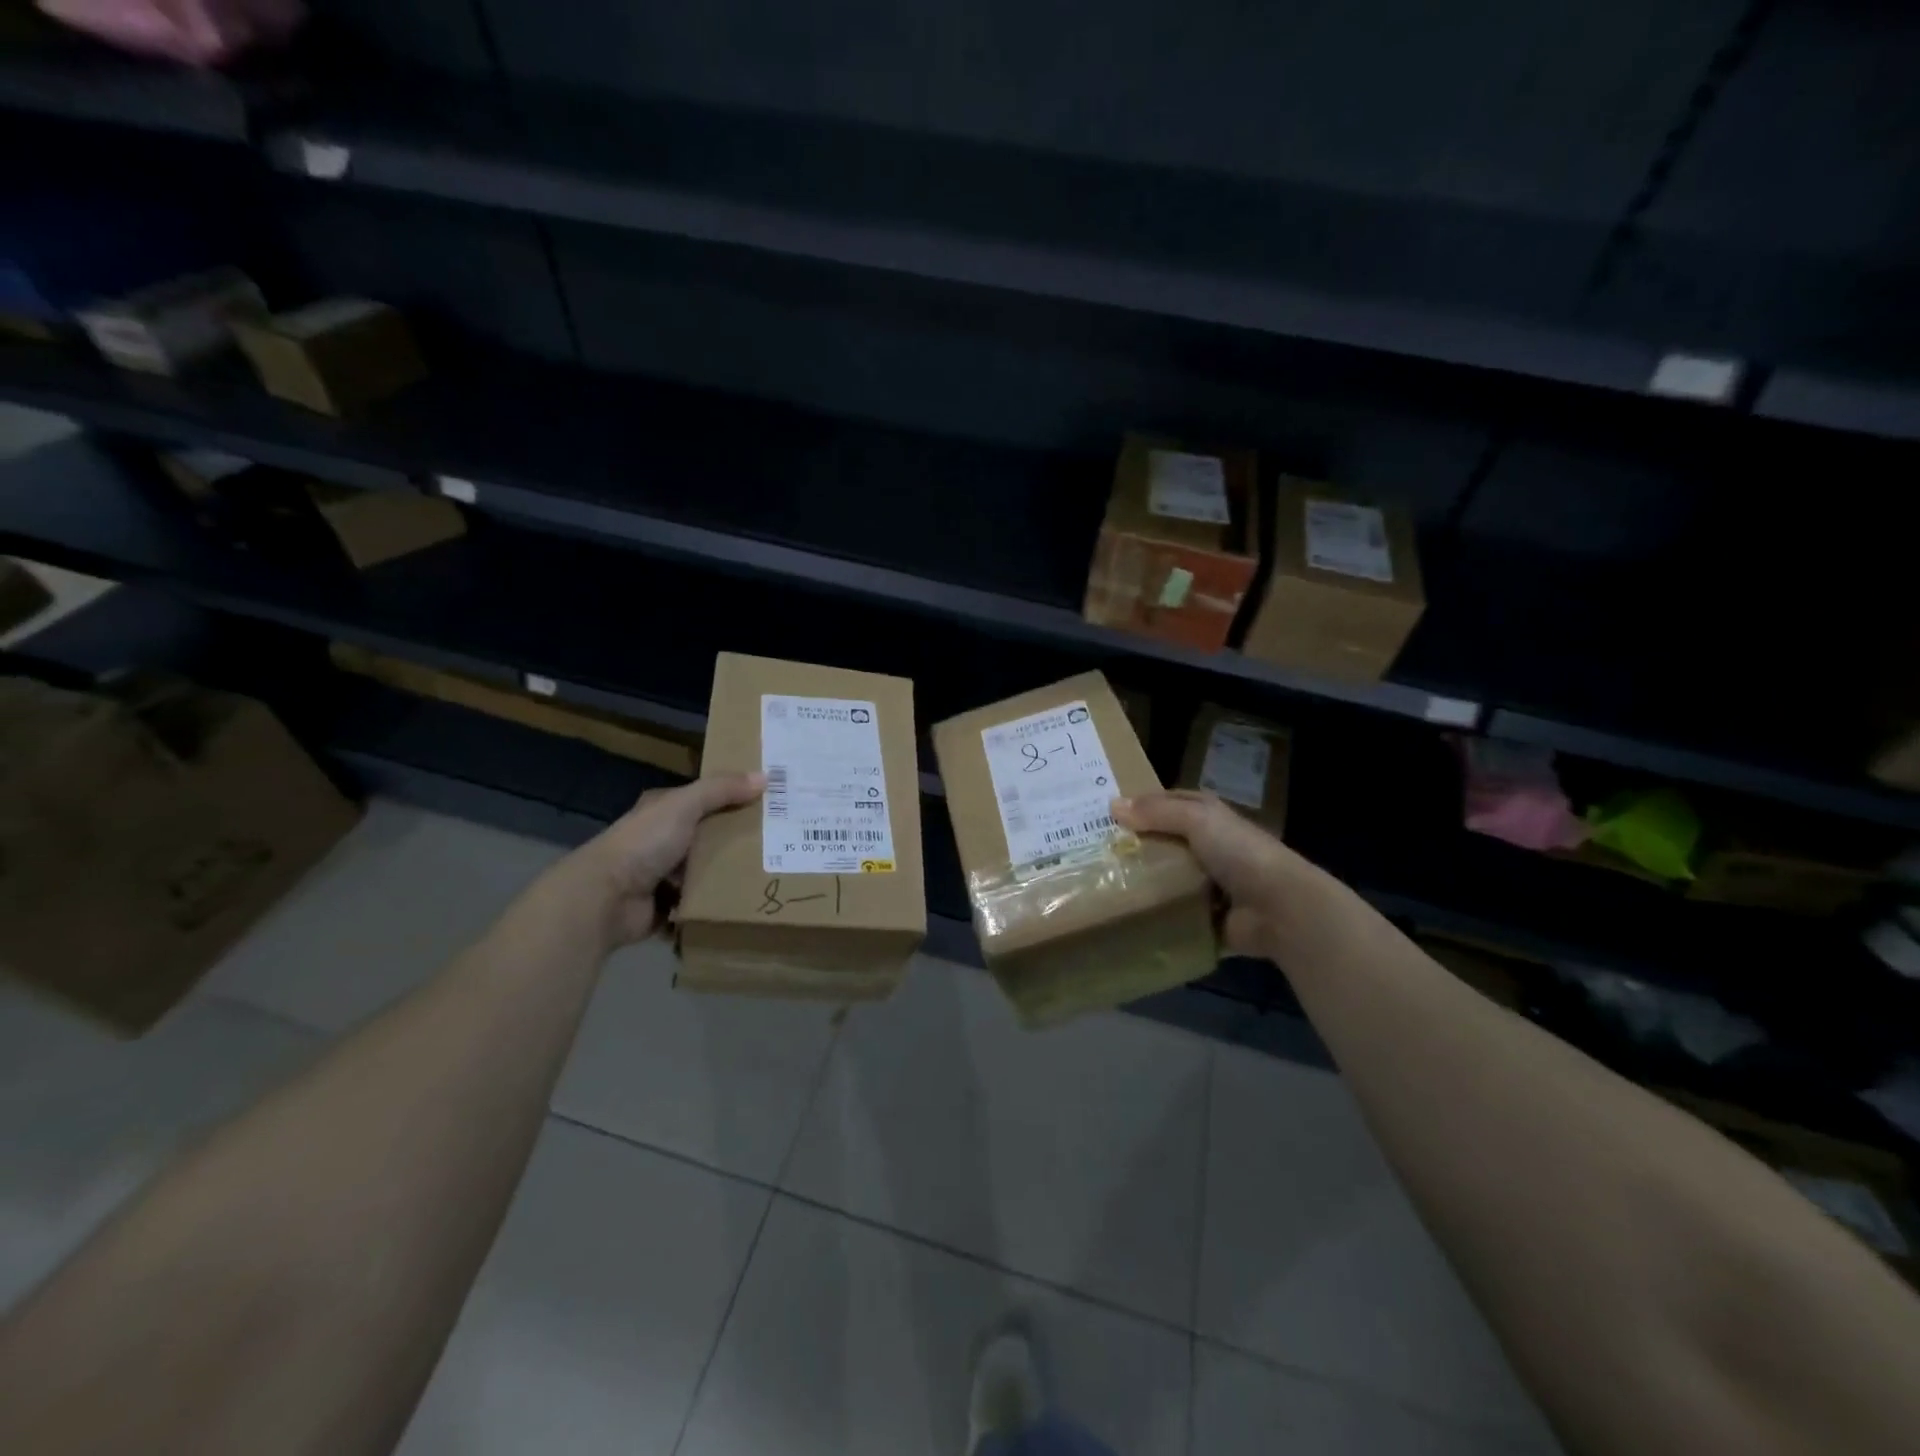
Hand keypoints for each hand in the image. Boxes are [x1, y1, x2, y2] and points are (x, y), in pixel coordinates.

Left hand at [579, 772, 764, 947]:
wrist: (605, 898)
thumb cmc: (644, 843)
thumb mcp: (685, 806)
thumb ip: (721, 790)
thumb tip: (764, 777)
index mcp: (663, 811)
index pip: (704, 800)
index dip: (733, 798)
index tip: (768, 804)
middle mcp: (661, 841)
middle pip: (708, 837)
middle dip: (737, 841)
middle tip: (778, 843)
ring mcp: (661, 877)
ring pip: (705, 872)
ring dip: (728, 876)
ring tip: (769, 874)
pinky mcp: (665, 908)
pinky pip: (699, 904)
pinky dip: (714, 905)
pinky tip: (744, 902)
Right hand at [1111, 790, 1323, 960]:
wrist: (1279, 908)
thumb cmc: (1239, 853)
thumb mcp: (1197, 819)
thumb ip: (1156, 812)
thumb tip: (1112, 805)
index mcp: (1208, 817)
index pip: (1164, 804)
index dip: (1136, 805)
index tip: (1099, 813)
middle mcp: (1207, 846)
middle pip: (1160, 841)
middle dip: (1131, 845)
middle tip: (1090, 851)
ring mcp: (1206, 883)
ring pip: (1163, 877)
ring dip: (1139, 881)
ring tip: (1098, 884)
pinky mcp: (1204, 916)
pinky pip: (1171, 912)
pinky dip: (1153, 914)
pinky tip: (1123, 915)